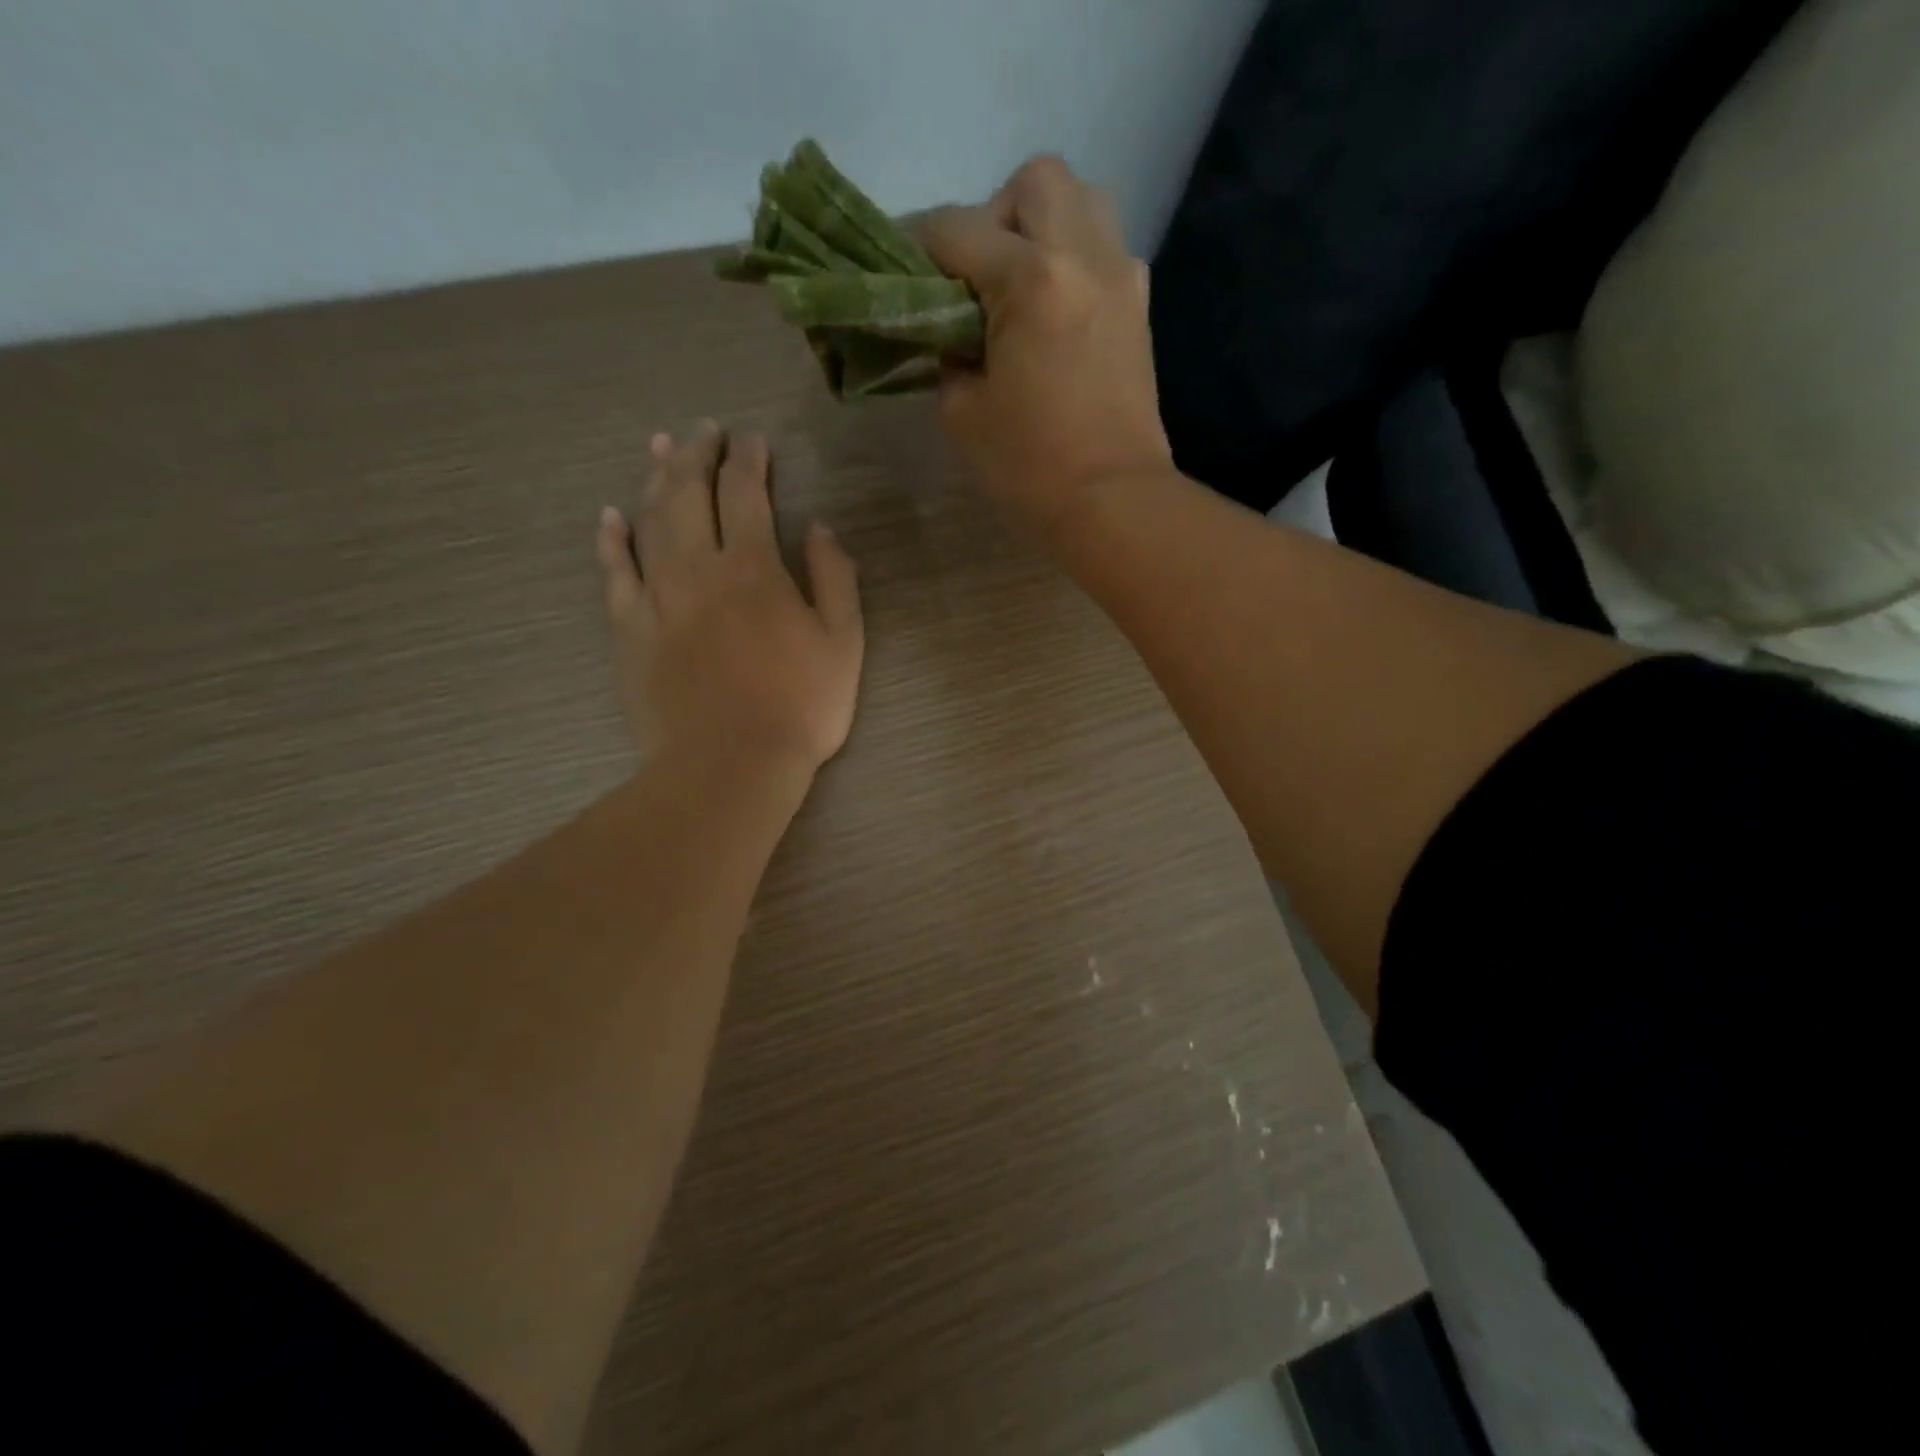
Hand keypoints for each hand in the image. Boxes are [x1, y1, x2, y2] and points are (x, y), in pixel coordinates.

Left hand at [595, 421, 863, 777]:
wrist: (730, 764)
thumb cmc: (799, 707)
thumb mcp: (844, 643)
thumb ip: (835, 578)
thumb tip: (819, 528)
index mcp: (753, 568)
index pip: (746, 493)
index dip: (749, 460)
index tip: (752, 440)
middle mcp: (698, 569)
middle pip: (688, 494)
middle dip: (696, 454)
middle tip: (702, 430)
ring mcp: (657, 598)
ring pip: (648, 522)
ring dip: (654, 480)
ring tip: (659, 450)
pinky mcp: (630, 631)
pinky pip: (614, 574)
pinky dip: (611, 541)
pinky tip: (611, 517)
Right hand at [920, 156, 1173, 539]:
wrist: (1113, 501)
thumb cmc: (1030, 467)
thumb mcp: (963, 413)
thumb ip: (948, 353)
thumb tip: (952, 330)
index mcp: (1031, 279)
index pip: (957, 229)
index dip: (916, 243)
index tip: (899, 266)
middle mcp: (1084, 256)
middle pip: (1036, 181)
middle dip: (994, 215)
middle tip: (977, 277)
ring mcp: (1121, 277)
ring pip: (1083, 202)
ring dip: (1043, 227)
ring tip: (1020, 287)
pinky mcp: (1140, 308)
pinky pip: (1105, 251)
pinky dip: (1074, 262)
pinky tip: (1055, 314)